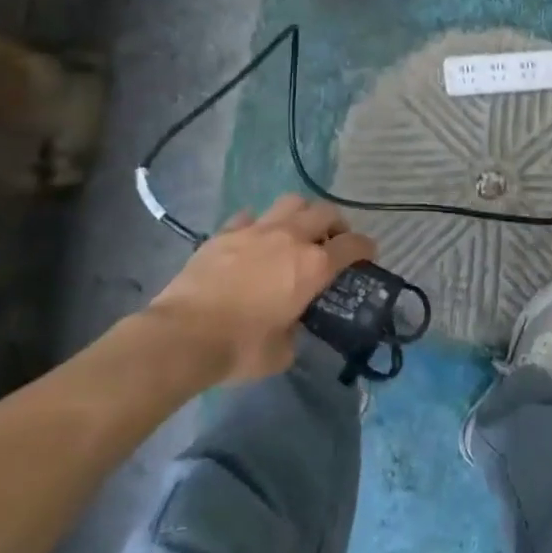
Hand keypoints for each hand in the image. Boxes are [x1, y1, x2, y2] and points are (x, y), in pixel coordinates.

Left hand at [145, 195, 376, 384]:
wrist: (183, 336)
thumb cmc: (240, 348)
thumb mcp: (283, 351)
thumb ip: (296, 330)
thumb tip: (292, 324)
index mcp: (313, 267)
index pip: (354, 245)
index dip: (366, 248)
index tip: (368, 255)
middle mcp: (291, 238)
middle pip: (326, 212)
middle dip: (336, 224)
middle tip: (332, 242)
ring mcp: (256, 230)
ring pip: (291, 201)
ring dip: (301, 214)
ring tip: (296, 232)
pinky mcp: (225, 232)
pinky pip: (250, 216)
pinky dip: (259, 224)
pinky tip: (254, 240)